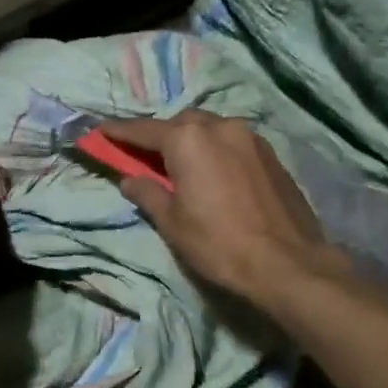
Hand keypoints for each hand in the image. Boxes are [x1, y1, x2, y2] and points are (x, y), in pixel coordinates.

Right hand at [102, 113, 345, 306]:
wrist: (287, 263)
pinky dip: (216, 150)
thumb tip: (129, 179)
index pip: (144, 130)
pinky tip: (214, 174)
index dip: (120, 132)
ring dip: (191, 141)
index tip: (101, 131)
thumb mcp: (172, 223)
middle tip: (146, 157)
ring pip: (210, 129)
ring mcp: (250, 137)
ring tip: (182, 167)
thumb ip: (147, 194)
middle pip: (180, 124)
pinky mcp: (271, 154)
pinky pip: (233, 142)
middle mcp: (219, 126)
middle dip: (160, 136)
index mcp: (188, 139)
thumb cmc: (219, 243)